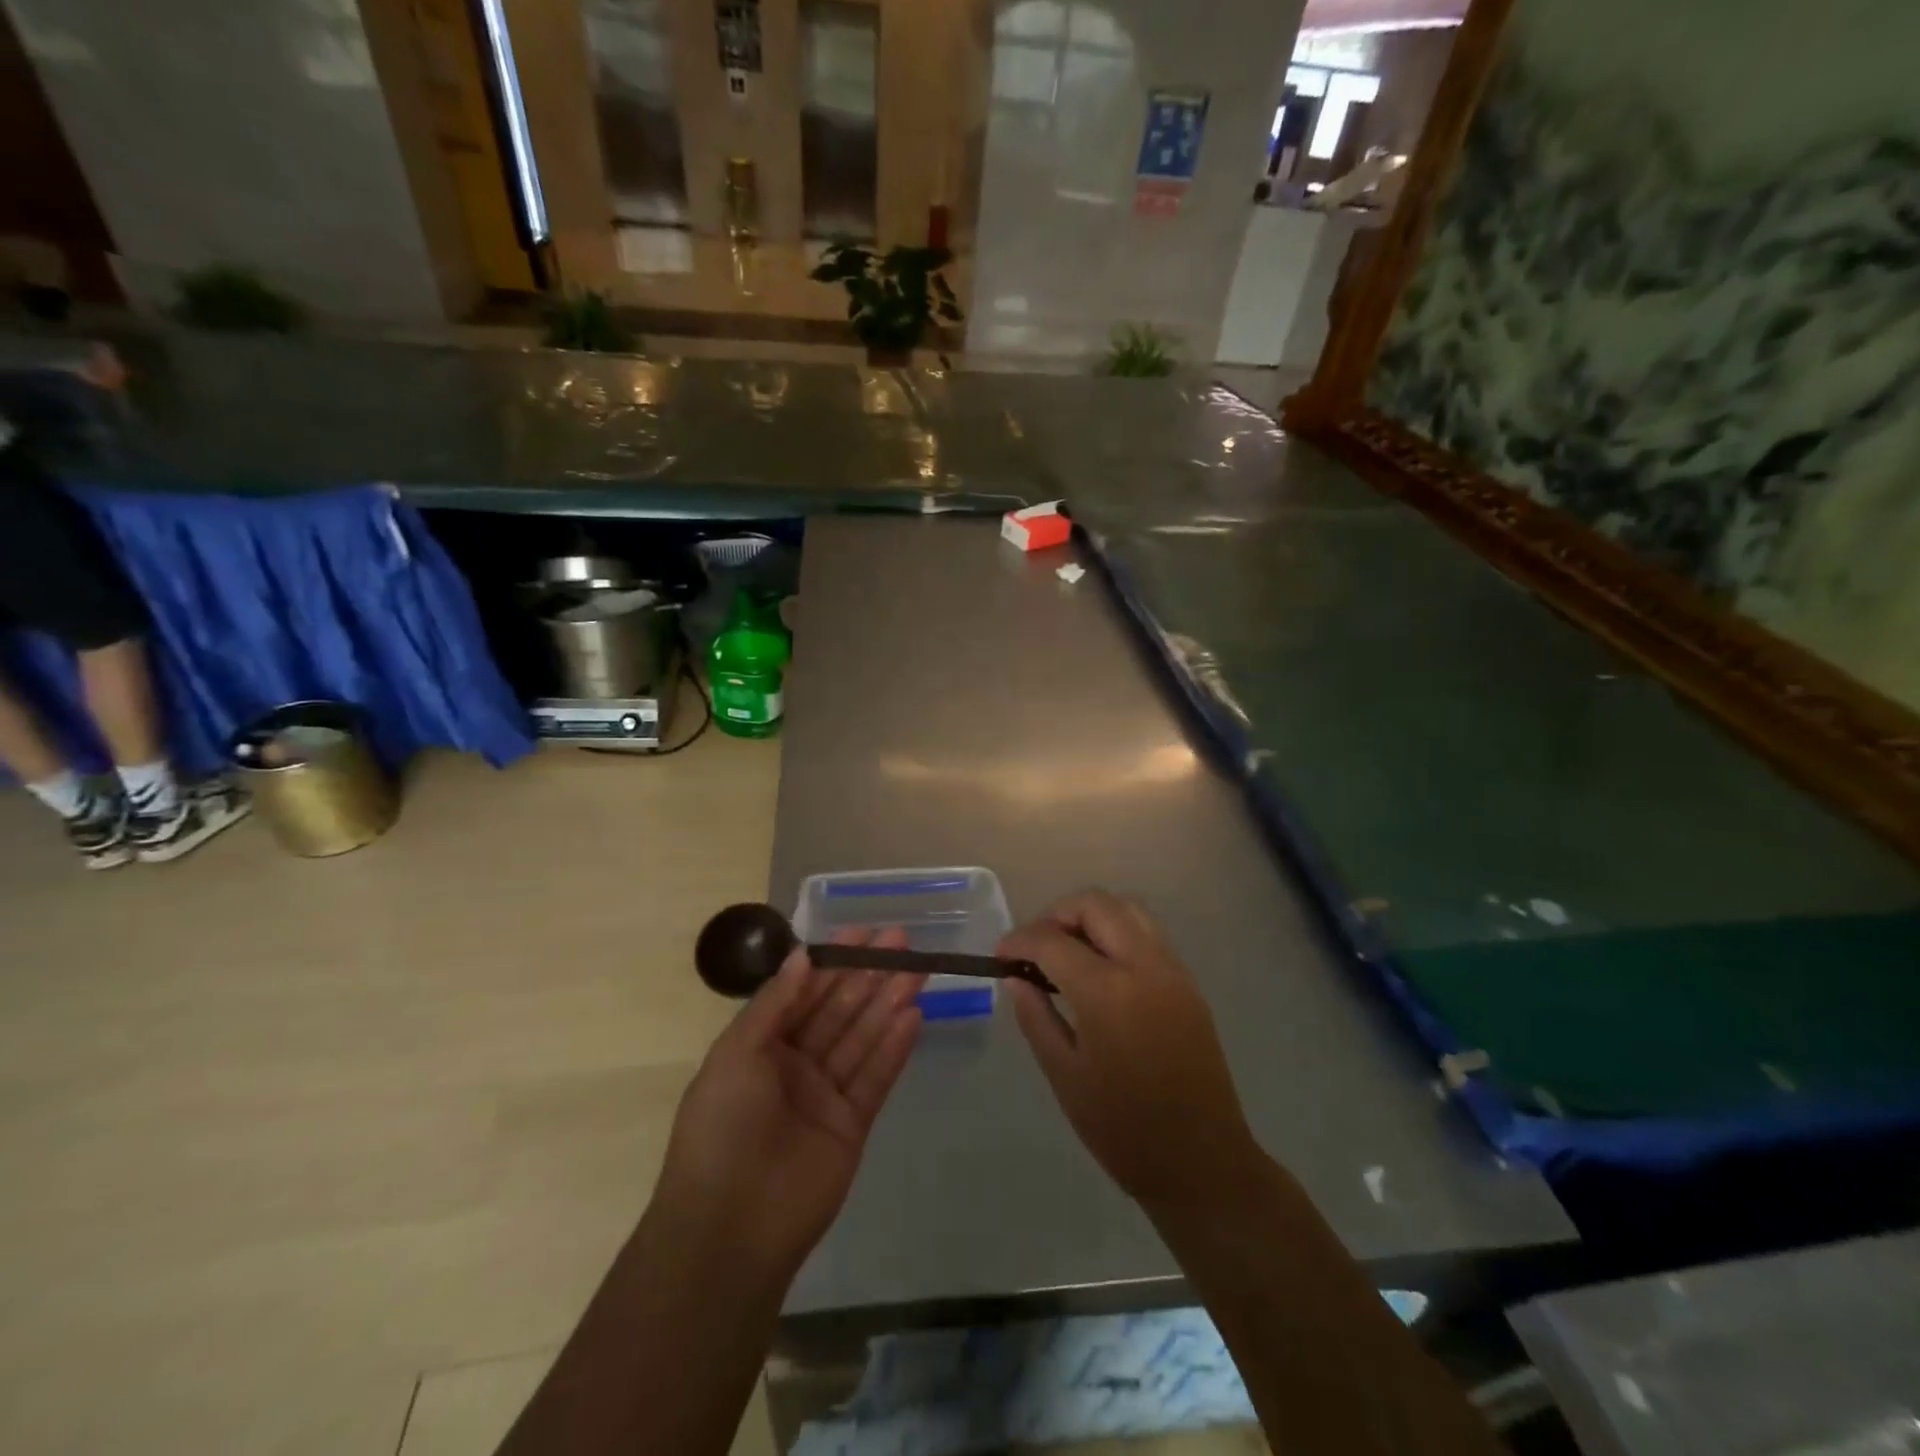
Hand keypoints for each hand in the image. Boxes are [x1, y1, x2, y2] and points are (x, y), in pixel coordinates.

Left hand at [653, 930, 925, 1277]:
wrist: (728, 1229)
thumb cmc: (722, 1128)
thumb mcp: (737, 1054)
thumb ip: (774, 1003)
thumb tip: (803, 955)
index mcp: (761, 1047)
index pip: (804, 993)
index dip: (833, 962)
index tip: (862, 932)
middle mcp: (795, 1065)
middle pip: (839, 1010)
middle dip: (868, 975)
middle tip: (902, 941)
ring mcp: (825, 1095)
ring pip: (862, 1038)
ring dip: (888, 1003)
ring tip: (916, 969)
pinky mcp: (853, 1125)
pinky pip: (876, 1077)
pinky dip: (894, 1048)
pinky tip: (914, 1016)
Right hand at [1000, 891, 1258, 1208]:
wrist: (1202, 1163)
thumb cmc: (1123, 1129)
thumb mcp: (1065, 1075)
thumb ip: (1036, 1017)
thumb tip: (1015, 978)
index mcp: (1108, 992)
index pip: (1053, 940)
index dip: (1019, 941)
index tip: (1000, 956)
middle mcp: (1144, 966)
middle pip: (1096, 905)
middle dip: (1057, 915)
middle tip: (1034, 949)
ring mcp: (1172, 970)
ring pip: (1128, 909)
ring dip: (1090, 916)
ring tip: (1066, 951)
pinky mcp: (1188, 983)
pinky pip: (1147, 933)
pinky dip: (1117, 931)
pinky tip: (1100, 968)